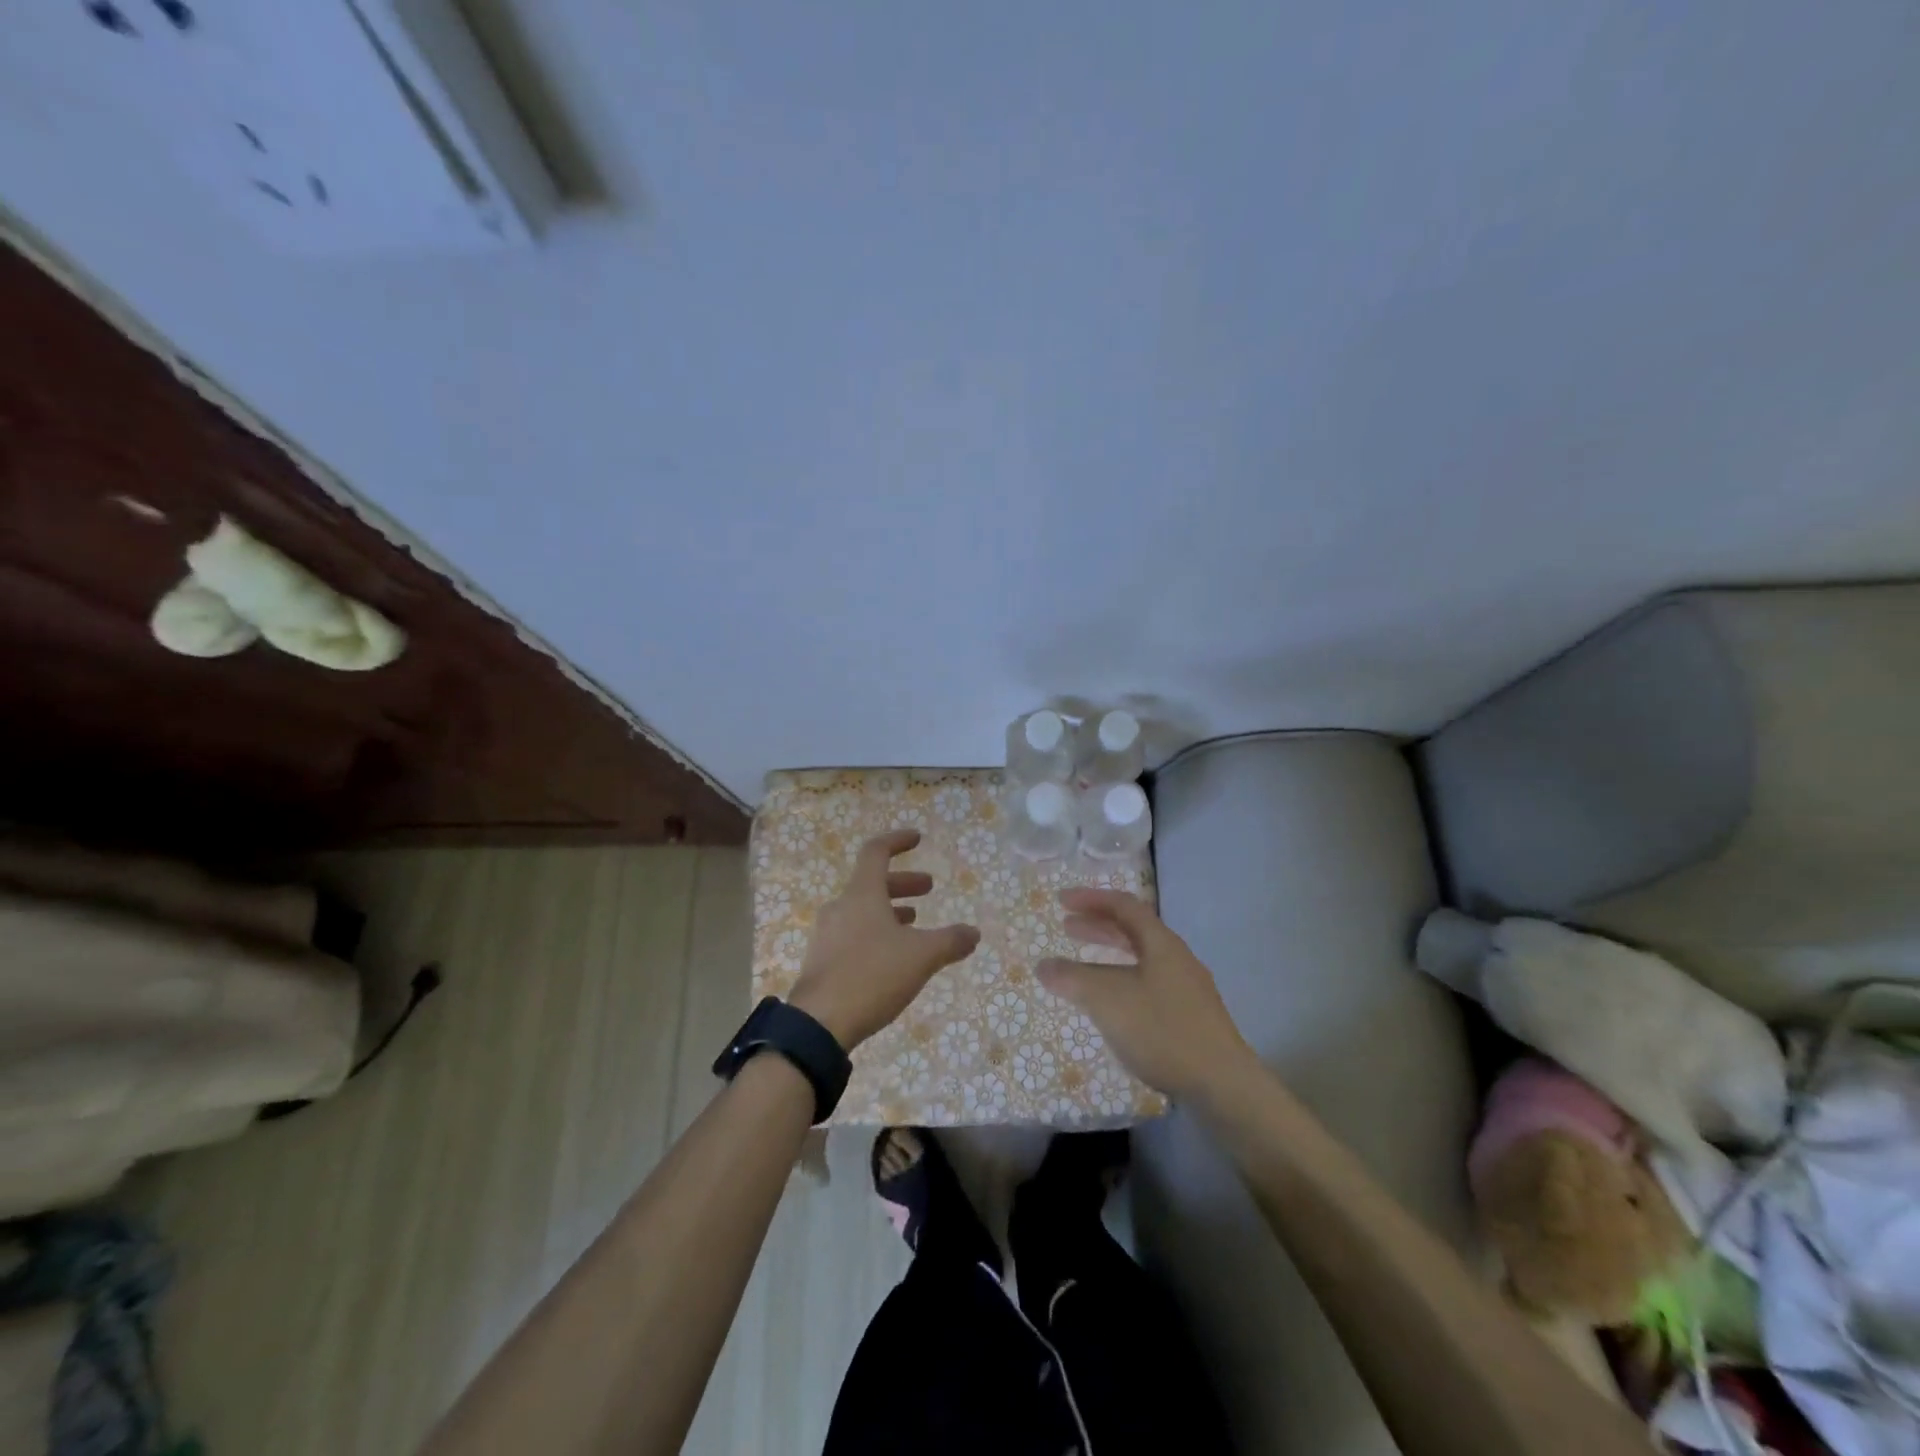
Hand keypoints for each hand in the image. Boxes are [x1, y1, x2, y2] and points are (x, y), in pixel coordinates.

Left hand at [787, 830, 980, 1048]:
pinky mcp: (822, 961)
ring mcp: (827, 935)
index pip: (876, 851)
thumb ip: (950, 941)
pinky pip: (853, 934)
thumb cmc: (871, 976)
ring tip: (914, 923)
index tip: (918, 839)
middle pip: (871, 882)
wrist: (818, 1024)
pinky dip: (876, 932)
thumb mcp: (921, 957)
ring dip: (890, 910)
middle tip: (929, 888)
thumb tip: (974, 932)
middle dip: (903, 883)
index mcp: (861, 894)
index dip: (897, 841)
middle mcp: (840, 907)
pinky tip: (891, 957)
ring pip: (862, 910)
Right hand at [1037, 888, 1255, 1101]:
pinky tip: (1112, 1004)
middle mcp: (1176, 958)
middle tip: (1066, 927)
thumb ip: (1072, 979)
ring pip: (1141, 958)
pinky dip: (1122, 980)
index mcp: (1161, 943)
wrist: (1222, 1084)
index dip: (1091, 899)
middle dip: (1098, 926)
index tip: (1062, 900)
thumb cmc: (1162, 1030)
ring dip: (1109, 955)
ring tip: (1082, 966)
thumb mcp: (1107, 1000)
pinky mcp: (1190, 1016)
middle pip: (1134, 930)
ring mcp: (1186, 988)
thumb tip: (1043, 965)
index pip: (1124, 906)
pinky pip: (1148, 983)